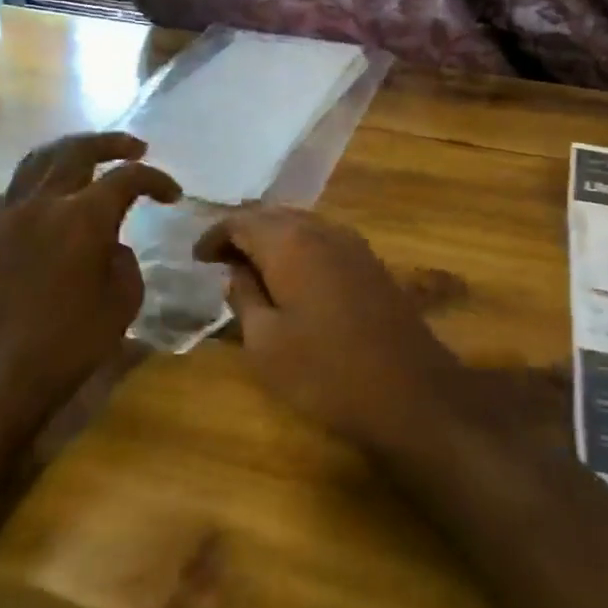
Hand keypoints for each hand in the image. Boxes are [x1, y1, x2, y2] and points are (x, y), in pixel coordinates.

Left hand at [0, 133, 178, 443]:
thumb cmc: (67, 344)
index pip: (127, 178)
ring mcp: (8, 215)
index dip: (155, 180)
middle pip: (78, 151)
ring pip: (38, 160)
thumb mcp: (121, 303)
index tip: (173, 194)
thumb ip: (124, 261)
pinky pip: (12, 190)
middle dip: (111, 143)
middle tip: (136, 148)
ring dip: (69, 151)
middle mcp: (44, 203)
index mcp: (83, 217)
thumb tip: (111, 245)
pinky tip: (45, 198)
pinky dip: (35, 182)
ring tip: (89, 156)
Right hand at [193, 206, 461, 448]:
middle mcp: (322, 229)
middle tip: (220, 260)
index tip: (196, 259)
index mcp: (290, 242)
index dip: (214, 236)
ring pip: (300, 225)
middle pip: (272, 215)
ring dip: (272, 239)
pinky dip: (298, 249)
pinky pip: (323, 240)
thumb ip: (244, 297)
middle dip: (242, 232)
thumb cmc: (326, 372)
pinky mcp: (371, 262)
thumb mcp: (265, 343)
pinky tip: (292, 276)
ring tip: (251, 267)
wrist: (411, 391)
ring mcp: (352, 243)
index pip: (240, 220)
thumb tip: (236, 271)